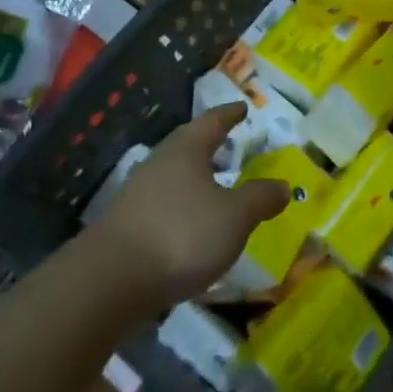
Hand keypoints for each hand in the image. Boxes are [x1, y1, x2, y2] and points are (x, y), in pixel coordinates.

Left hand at [94, 104, 288, 304]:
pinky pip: (162, 205)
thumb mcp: (235, 216)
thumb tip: (284, 186)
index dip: (230, 115)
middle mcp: (159, 163)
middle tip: (229, 144)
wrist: (109, 283)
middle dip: (209, 145)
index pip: (212, 122)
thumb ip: (260, 198)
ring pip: (173, 176)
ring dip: (194, 179)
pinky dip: (181, 207)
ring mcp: (137, 195)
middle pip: (188, 146)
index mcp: (186, 150)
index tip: (241, 108)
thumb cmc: (181, 235)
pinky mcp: (125, 226)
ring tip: (214, 187)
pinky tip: (190, 224)